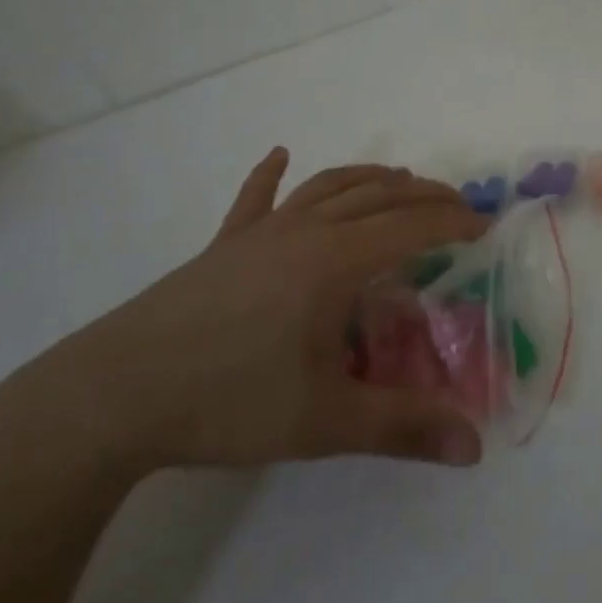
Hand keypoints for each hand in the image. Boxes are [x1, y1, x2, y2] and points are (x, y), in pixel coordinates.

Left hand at [22, 150, 489, 475]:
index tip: (485, 227)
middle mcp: (304, 231)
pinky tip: (279, 155)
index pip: (411, 228)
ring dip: (370, 177)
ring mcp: (260, 232)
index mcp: (334, 261)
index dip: (453, 224)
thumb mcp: (325, 421)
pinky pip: (255, 199)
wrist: (116, 393)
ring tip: (400, 180)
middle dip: (423, 196)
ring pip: (328, 187)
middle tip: (456, 206)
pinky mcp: (223, 245)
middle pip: (377, 196)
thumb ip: (403, 427)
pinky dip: (272, 175)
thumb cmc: (228, 400)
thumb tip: (475, 447)